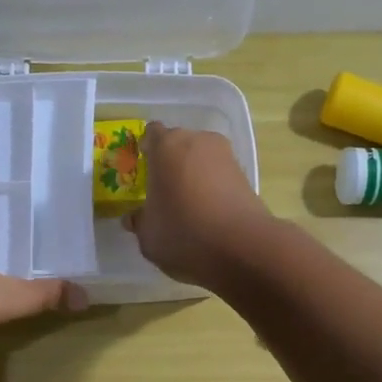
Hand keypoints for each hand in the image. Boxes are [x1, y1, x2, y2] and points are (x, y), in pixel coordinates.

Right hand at [122, 122, 272, 287]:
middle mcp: (198, 141)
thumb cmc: (183, 233)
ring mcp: (226, 156)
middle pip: (179, 145)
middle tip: (164, 192)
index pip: (152, 134)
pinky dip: (213, 189)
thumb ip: (140, 221)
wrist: (242, 247)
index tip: (143, 170)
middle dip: (171, 163)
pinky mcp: (246, 176)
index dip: (147, 150)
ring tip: (188, 206)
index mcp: (167, 146)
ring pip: (202, 160)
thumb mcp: (148, 235)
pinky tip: (209, 215)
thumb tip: (134, 217)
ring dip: (194, 176)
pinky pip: (221, 177)